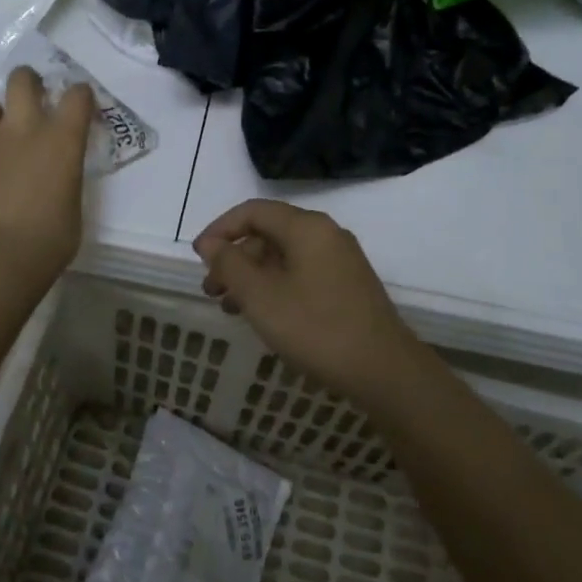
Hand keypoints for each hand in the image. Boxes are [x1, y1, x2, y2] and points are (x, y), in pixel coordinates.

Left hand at [0, 67, 94, 282]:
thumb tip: (56, 174)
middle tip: (28, 98)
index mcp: (62, 140)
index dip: (79, 95)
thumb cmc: (52, 238)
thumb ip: (65, 175)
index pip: (78, 95)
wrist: (1, 257)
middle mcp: (24, 129)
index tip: (77, 105)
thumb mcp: (73, 201)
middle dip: (26, 82)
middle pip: (21, 80)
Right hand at [193, 200, 437, 412]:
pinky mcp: (348, 285)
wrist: (383, 370)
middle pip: (269, 233)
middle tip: (211, 290)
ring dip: (253, 276)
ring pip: (285, 256)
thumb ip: (230, 264)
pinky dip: (276, 286)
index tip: (198, 257)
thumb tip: (209, 242)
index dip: (220, 229)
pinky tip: (264, 315)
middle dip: (235, 258)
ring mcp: (341, 260)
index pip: (253, 211)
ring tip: (230, 307)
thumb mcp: (261, 297)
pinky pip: (302, 273)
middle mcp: (326, 234)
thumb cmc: (315, 328)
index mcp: (306, 227)